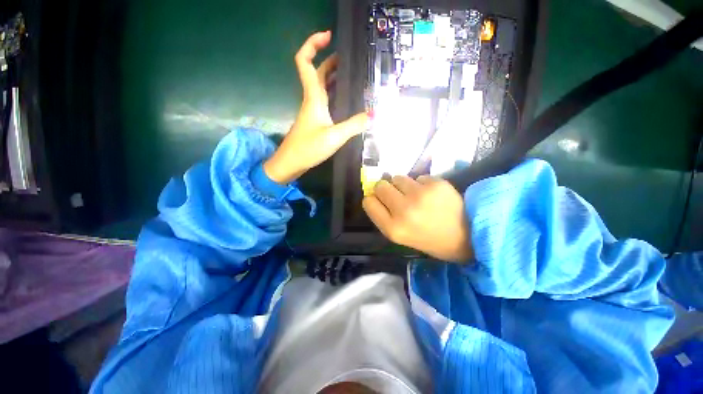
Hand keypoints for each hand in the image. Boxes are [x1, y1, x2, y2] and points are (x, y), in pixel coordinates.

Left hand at [264, 31, 368, 184]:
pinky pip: (324, 100)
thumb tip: (373, 115)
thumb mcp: (334, 137)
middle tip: (350, 59)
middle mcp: (311, 100)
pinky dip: (334, 94)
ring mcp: (312, 111)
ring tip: (351, 75)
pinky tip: (345, 99)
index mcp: (313, 97)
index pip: (305, 62)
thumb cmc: (308, 148)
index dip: (313, 44)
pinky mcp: (314, 121)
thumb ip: (354, 125)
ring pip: (321, 86)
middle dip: (331, 60)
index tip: (329, 36)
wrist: (290, 163)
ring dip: (333, 76)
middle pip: (317, 72)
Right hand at [363, 175, 473, 262]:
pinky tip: (431, 194)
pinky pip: (418, 177)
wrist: (466, 237)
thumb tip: (374, 193)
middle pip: (380, 186)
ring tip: (417, 196)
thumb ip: (384, 216)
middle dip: (386, 189)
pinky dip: (422, 184)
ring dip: (403, 185)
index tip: (381, 201)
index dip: (373, 200)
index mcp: (393, 229)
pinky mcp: (436, 184)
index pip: (368, 202)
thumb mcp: (400, 236)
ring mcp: (421, 195)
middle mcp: (404, 211)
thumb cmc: (429, 239)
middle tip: (398, 196)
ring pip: (397, 177)